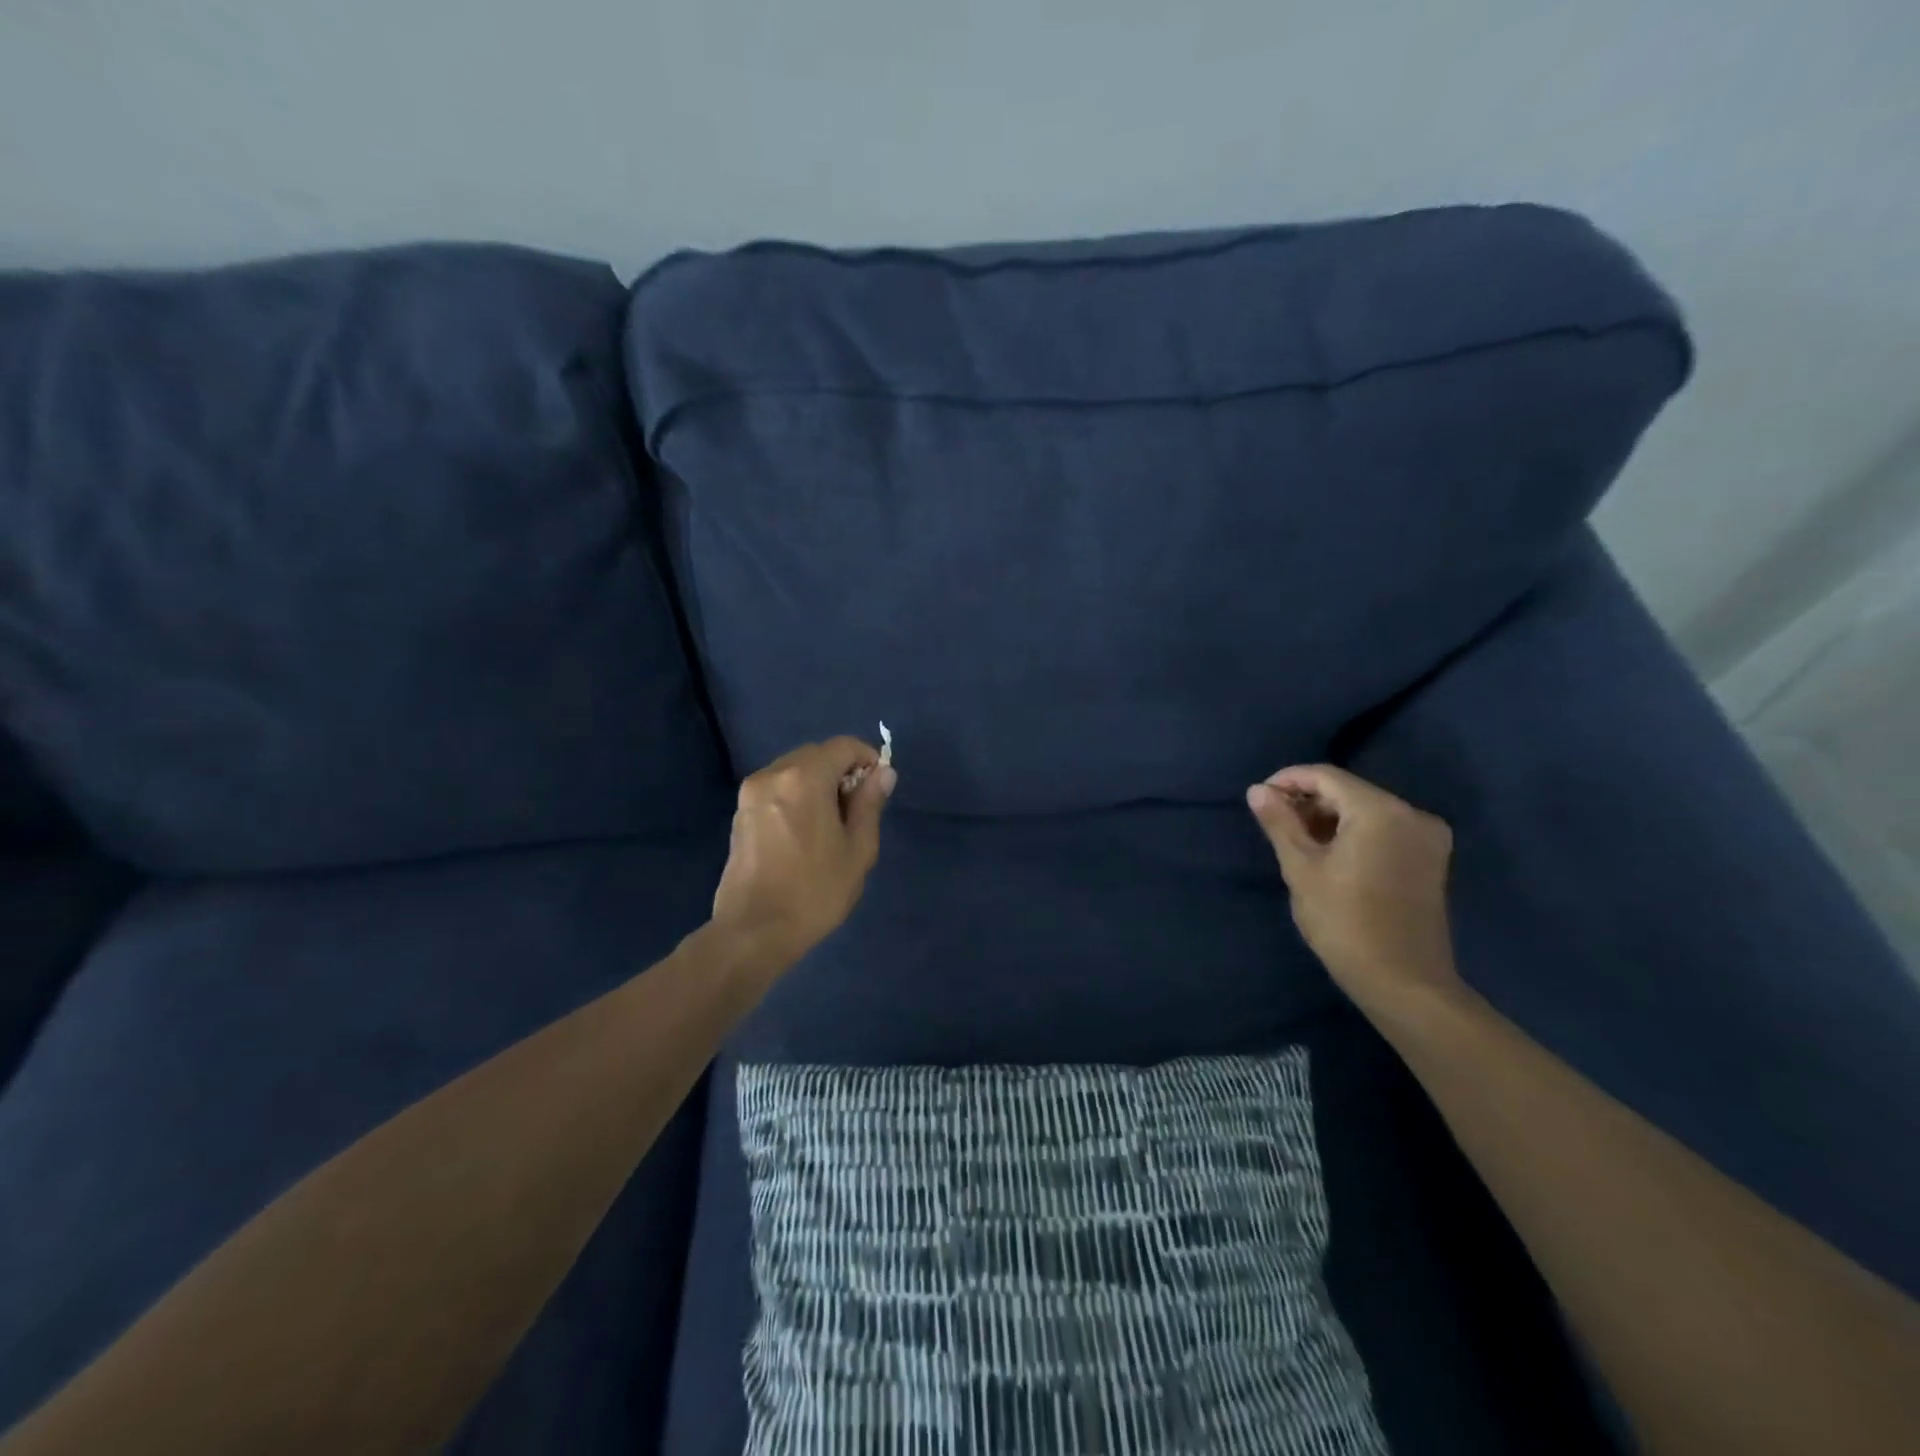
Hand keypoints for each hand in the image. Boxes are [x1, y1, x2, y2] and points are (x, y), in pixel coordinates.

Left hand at [711, 737, 896, 967]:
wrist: (754, 931)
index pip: (843, 746)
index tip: (879, 787)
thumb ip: (870, 804)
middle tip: (857, 809)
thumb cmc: (815, 892)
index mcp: (804, 778)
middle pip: (816, 754)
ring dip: (818, 783)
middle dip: (842, 771)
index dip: (867, 759)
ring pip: (794, 770)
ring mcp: (751, 793)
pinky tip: (805, 831)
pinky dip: (797, 795)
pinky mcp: (741, 813)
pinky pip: (777, 788)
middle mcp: (773, 774)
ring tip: (832, 823)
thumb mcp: (857, 849)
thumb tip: (883, 772)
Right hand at [1246, 764, 1463, 1018]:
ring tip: (1296, 840)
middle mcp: (1412, 814)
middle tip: (1274, 823)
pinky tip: (1329, 853)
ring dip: (1329, 818)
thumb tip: (1257, 790)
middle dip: (1308, 800)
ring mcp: (1427, 837)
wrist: (1404, 983)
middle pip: (1349, 791)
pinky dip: (1354, 832)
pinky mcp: (1431, 859)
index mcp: (1380, 811)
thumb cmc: (1345, 923)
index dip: (1288, 780)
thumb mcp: (1301, 869)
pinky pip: (1384, 829)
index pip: (1326, 776)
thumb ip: (1280, 823)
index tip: (1259, 798)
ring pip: (1366, 810)